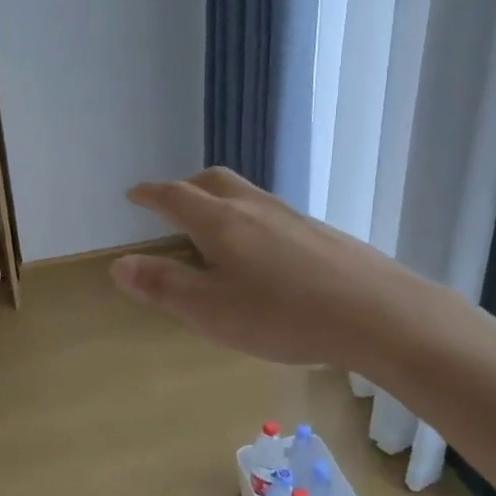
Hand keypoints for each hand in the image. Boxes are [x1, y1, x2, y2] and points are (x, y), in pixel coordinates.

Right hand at [110, 167, 407, 372]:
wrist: (376, 313)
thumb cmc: (282, 315)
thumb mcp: (210, 310)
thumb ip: (163, 286)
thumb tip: (119, 264)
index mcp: (221, 222)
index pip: (175, 197)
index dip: (150, 194)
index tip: (134, 194)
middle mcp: (255, 208)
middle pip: (213, 181)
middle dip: (185, 187)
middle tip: (171, 202)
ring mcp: (292, 217)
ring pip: (246, 194)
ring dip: (220, 200)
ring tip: (213, 226)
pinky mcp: (321, 233)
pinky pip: (272, 213)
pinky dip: (250, 219)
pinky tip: (262, 252)